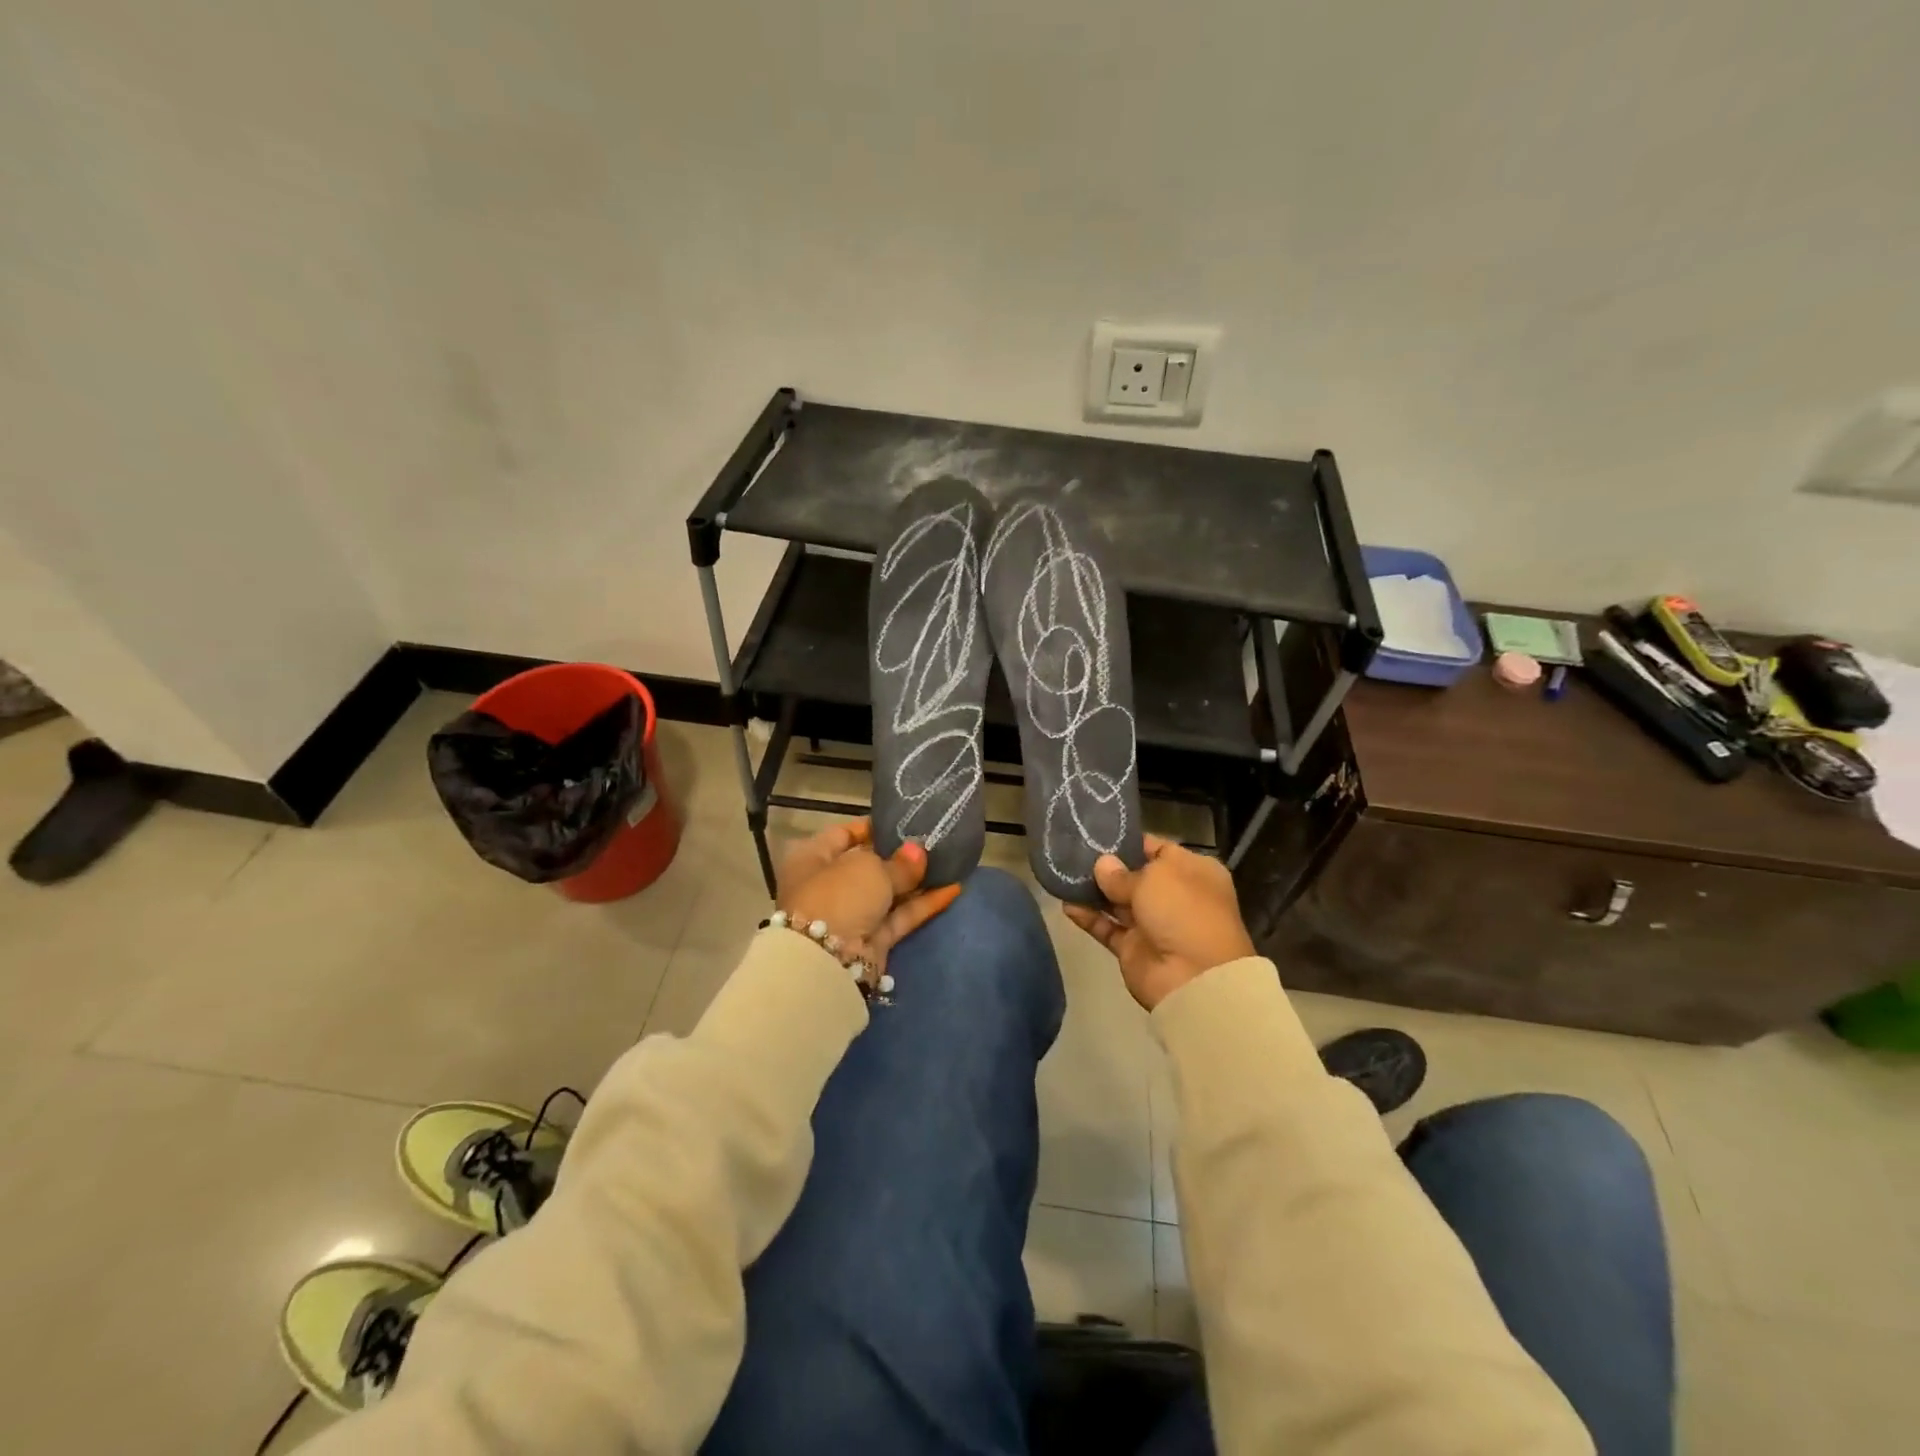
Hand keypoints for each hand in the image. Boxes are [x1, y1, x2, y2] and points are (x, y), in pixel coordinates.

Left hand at [776, 819, 961, 975]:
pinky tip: (952, 888)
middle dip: (899, 856)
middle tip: (931, 841)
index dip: (871, 827)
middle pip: (867, 865)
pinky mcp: (872, 940)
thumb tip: (917, 853)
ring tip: (948, 862)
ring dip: (915, 881)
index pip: (842, 834)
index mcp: (812, 858)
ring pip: (887, 893)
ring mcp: (851, 914)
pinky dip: (923, 904)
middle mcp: (829, 885)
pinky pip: (900, 916)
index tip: (902, 821)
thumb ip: (899, 862)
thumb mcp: (869, 868)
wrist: (827, 962)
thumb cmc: (839, 896)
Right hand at [1064, 834, 1256, 1010]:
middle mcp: (1174, 895)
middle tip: (1072, 851)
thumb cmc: (1183, 911)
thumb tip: (1102, 865)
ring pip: (1117, 902)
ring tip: (1063, 875)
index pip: (1157, 849)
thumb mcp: (1155, 878)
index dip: (1128, 841)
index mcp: (1191, 872)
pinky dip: (1088, 917)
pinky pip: (1107, 928)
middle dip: (1106, 866)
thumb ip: (1122, 872)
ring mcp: (1152, 924)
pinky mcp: (1133, 948)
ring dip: (1093, 891)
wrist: (1194, 978)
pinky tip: (1066, 904)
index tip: (1097, 834)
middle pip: (1134, 875)